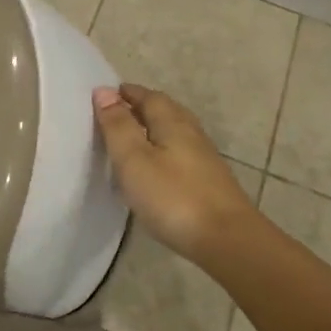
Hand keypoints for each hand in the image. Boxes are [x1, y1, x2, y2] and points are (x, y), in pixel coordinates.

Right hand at [94, 83, 257, 259]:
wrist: (227, 239)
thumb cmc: (172, 196)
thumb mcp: (134, 159)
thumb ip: (118, 125)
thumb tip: (104, 91)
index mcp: (172, 122)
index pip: (149, 96)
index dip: (128, 93)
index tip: (107, 94)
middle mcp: (191, 134)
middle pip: (165, 111)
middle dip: (142, 108)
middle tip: (117, 114)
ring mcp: (204, 159)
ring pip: (175, 133)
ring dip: (153, 130)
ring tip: (131, 141)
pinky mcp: (209, 183)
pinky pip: (180, 155)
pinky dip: (163, 152)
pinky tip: (154, 170)